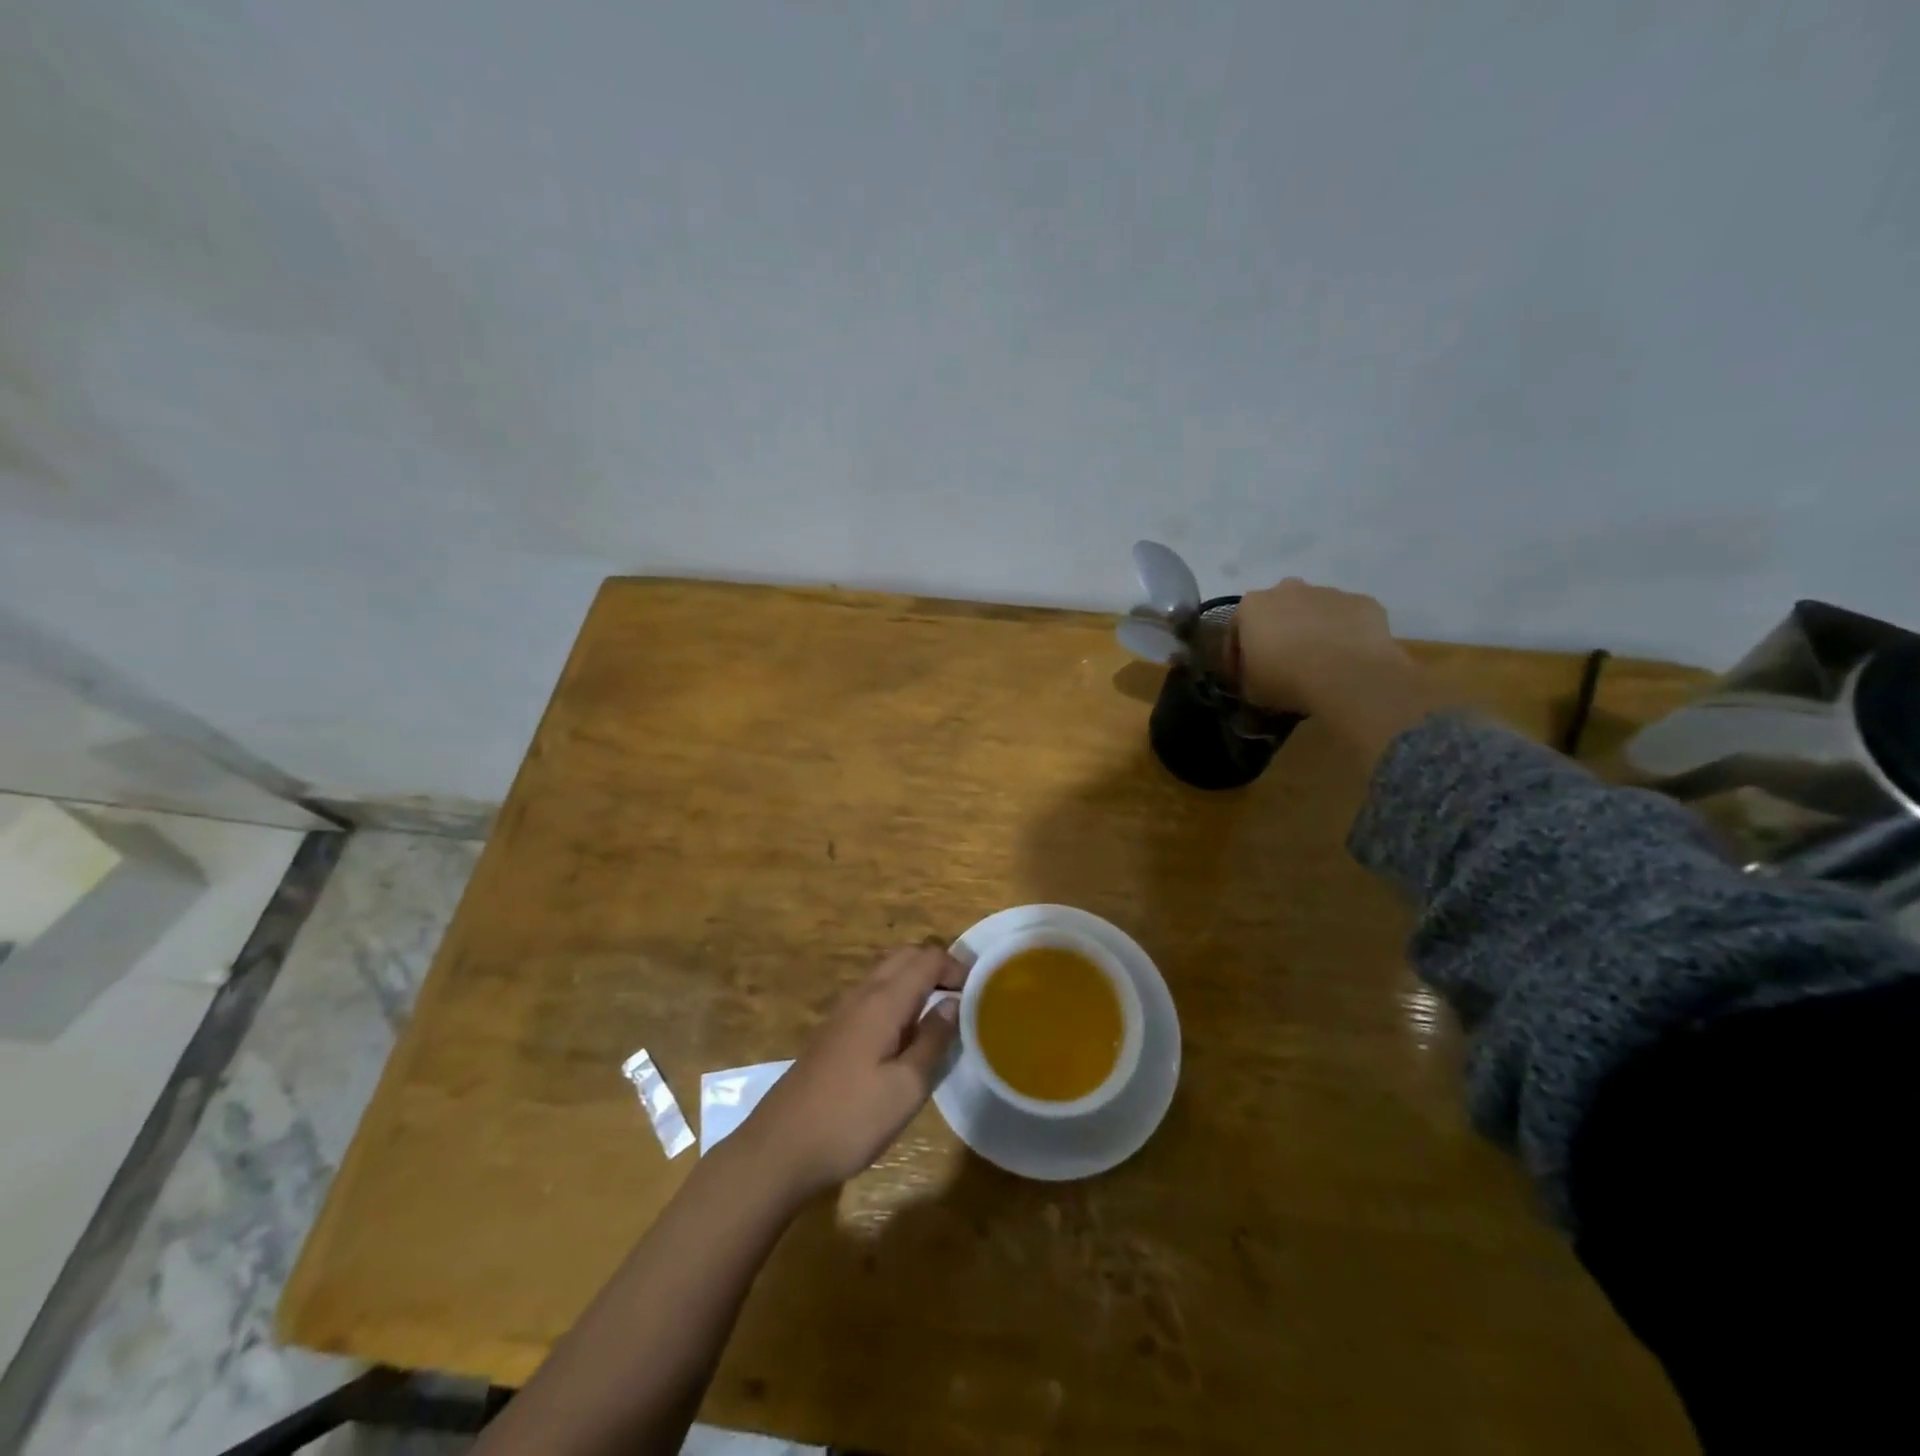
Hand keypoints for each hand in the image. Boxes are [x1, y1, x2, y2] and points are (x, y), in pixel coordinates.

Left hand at [737, 945, 965, 1198]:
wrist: (780, 1147)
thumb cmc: (851, 1119)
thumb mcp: (906, 1087)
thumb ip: (933, 1040)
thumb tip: (954, 1003)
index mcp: (883, 1001)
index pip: (927, 958)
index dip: (957, 968)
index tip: (979, 994)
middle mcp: (862, 995)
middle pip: (905, 957)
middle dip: (937, 967)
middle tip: (963, 998)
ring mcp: (843, 1012)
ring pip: (887, 974)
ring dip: (916, 981)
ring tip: (940, 1015)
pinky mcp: (834, 1031)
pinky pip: (873, 995)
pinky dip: (898, 998)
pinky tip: (906, 1035)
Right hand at [1231, 578, 1442, 759]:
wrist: (1348, 676)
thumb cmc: (1286, 680)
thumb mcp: (1250, 690)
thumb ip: (1247, 677)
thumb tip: (1254, 678)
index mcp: (1253, 606)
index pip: (1236, 630)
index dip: (1237, 656)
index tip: (1244, 677)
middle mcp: (1288, 589)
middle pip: (1277, 610)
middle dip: (1277, 632)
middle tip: (1282, 663)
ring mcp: (1328, 592)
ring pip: (1314, 610)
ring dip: (1312, 630)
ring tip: (1318, 662)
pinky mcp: (1363, 602)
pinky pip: (1347, 619)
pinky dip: (1344, 634)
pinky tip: (1347, 659)